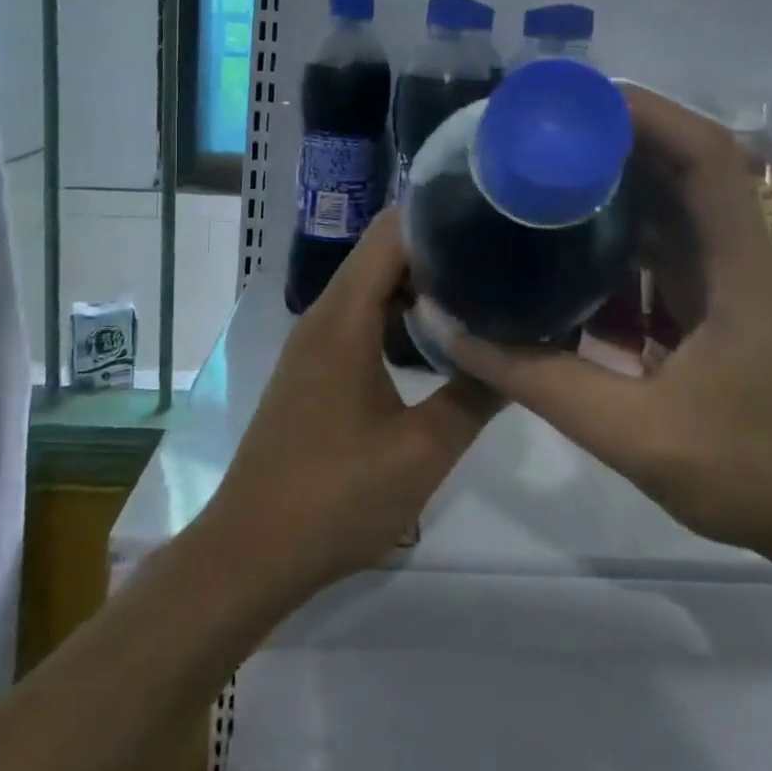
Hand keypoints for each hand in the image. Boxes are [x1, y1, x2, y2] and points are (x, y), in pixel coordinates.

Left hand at [198, 209, 498, 609]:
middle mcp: (324, 316)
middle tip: (499, 256)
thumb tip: (521, 354)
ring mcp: (314, 342)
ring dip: (419, 282)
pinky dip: (397, 312)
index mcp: (344, 319)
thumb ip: (475, 395)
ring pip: (371, 286)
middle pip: (382, 254)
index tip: (491, 219)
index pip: (390, 234)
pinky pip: (360, 316)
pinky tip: (435, 337)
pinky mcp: (314, 368)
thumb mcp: (423, 452)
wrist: (250, 553)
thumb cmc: (335, 498)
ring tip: (478, 288)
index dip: (438, 216)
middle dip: (438, 247)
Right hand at [427, 85, 771, 566]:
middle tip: (540, 128)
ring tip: (548, 163)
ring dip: (618, 170)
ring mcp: (730, 272)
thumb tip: (450, 327)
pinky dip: (622, 218)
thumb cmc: (747, 472)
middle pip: (686, 159)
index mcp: (735, 266)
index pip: (706, 155)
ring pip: (676, 194)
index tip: (571, 103)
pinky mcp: (717, 295)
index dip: (645, 113)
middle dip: (614, 131)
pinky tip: (572, 232)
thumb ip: (536, 380)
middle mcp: (737, 251)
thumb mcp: (631, 432)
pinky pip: (667, 234)